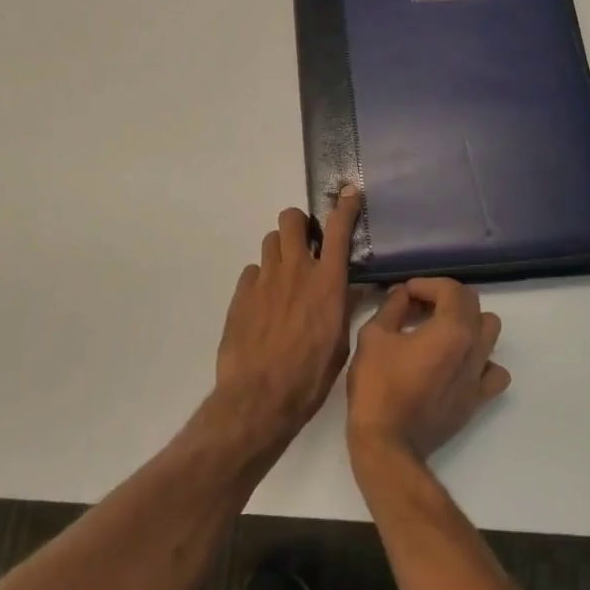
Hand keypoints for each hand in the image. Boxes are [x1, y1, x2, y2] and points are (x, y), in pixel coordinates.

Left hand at [210, 187, 360, 454]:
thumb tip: (347, 290)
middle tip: (305, 243)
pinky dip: (261, 280)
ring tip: (285, 276)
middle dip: (299, 224)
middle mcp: (295, 270)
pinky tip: (265, 304)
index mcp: (327, 281)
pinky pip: (252, 272)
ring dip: (280, 250)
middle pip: (291, 219)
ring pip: (270, 241)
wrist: (260, 398)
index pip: (338, 229)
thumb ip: (341, 307)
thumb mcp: (340, 342)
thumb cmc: (310, 376)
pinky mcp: (241, 295)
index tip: (347, 192)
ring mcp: (264, 280)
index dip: (344, 206)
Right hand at [346, 278, 509, 462]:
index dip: (426, 284)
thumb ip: (392, 307)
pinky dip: (482, 361)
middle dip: (445, 298)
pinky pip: (494, 371)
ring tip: (440, 331)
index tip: (405, 293)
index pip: (451, 289)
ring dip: (468, 323)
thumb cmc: (378, 386)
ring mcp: (479, 375)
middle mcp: (474, 347)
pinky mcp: (477, 399)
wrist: (387, 443)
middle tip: (417, 307)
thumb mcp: (373, 336)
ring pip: (490, 332)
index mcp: (452, 329)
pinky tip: (459, 364)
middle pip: (473, 304)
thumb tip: (403, 294)